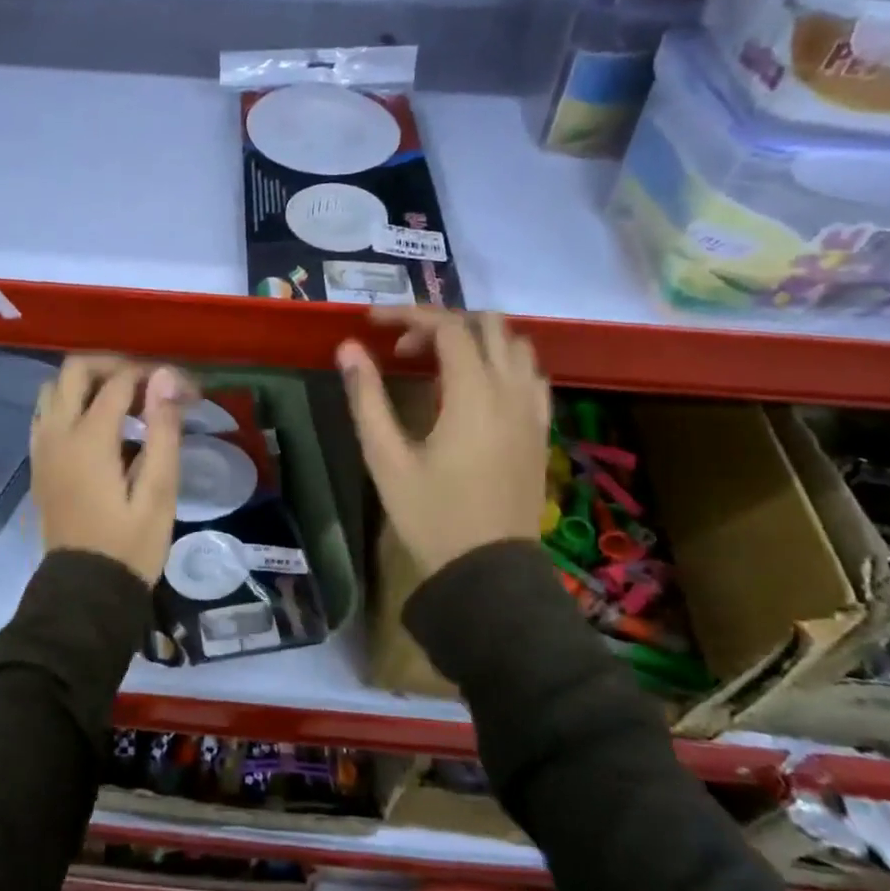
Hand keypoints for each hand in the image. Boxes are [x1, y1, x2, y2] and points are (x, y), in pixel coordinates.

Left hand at [30, 355, 191, 586]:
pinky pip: (45, 413)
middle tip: (145, 384)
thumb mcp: (159, 493)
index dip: (151, 375)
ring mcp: (41, 448)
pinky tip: (96, 425)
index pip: (118, 382)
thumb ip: (162, 431)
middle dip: (111, 365)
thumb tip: (164, 378)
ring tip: (121, 402)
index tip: (180, 388)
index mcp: (89, 440)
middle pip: (74, 370)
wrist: (84, 593)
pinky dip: (68, 403)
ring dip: (85, 383)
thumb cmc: (130, 546)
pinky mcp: (37, 463)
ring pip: (52, 388)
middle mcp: (57, 434)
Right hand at [336, 309, 550, 577]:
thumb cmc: (431, 516)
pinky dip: (503, 363)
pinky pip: (531, 375)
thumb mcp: (386, 458)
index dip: (408, 315)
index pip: (448, 326)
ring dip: (476, 339)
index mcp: (474, 394)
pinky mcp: (540, 431)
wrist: (489, 575)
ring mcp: (533, 411)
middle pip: (488, 324)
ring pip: (516, 345)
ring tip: (438, 363)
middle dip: (442, 322)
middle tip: (404, 349)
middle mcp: (511, 391)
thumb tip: (349, 348)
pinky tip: (477, 388)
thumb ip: (367, 397)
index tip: (372, 324)